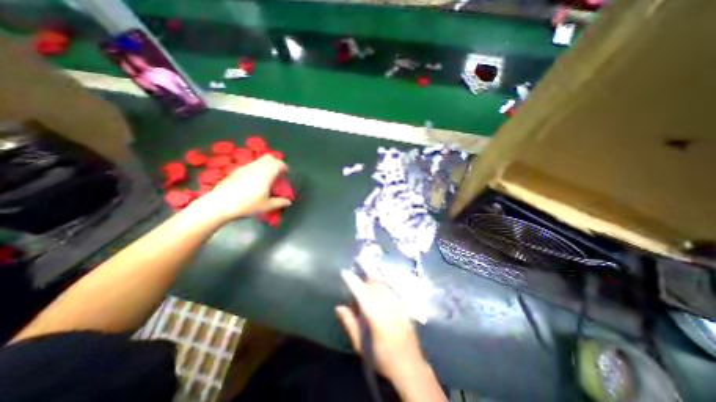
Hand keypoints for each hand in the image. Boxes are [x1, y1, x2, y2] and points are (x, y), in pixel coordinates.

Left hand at [198, 153, 290, 223]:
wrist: (219, 204)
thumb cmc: (246, 205)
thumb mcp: (266, 206)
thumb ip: (279, 202)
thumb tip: (288, 202)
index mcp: (266, 174)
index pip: (279, 164)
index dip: (284, 167)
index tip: (286, 174)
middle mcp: (256, 167)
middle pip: (269, 158)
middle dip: (276, 163)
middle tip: (278, 173)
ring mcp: (245, 167)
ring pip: (259, 160)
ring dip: (266, 165)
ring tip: (267, 177)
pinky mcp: (236, 171)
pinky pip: (251, 165)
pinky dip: (257, 168)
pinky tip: (254, 180)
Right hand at [334, 270, 422, 382]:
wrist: (410, 367)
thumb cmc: (382, 359)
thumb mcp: (361, 347)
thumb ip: (350, 325)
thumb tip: (339, 307)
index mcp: (374, 316)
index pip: (361, 293)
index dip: (352, 281)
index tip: (345, 272)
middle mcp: (387, 307)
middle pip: (374, 285)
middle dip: (364, 276)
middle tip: (357, 272)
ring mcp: (397, 306)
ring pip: (384, 285)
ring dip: (374, 279)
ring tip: (367, 276)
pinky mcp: (404, 307)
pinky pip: (392, 291)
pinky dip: (384, 286)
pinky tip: (381, 286)